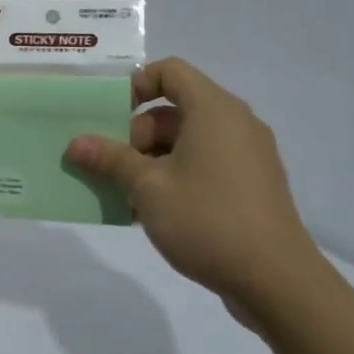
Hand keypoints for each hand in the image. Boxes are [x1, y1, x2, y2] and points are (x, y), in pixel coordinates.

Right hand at [65, 58, 331, 321]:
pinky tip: (152, 211)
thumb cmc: (208, 220)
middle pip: (174, 111)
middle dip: (135, 135)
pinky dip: (175, 176)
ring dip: (150, 161)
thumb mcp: (148, 188)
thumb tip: (76, 144)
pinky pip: (205, 164)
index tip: (109, 116)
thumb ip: (110, 159)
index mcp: (214, 110)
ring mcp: (247, 155)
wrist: (277, 281)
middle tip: (109, 168)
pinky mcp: (251, 185)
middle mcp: (235, 123)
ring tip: (124, 195)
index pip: (170, 72)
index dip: (136, 85)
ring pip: (187, 141)